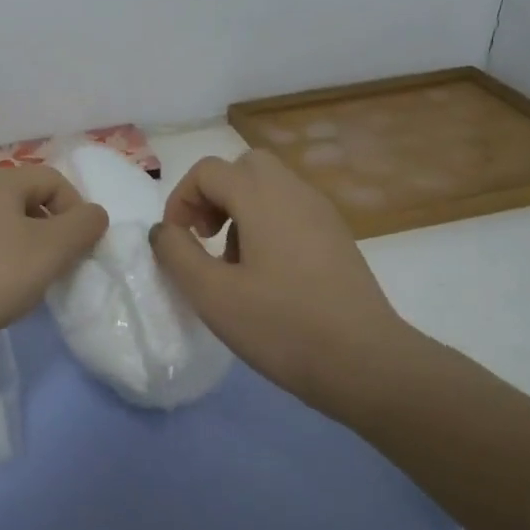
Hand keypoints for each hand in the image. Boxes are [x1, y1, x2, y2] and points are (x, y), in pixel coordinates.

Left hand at [0, 165, 108, 347]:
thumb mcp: (53, 247)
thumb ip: (84, 226)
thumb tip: (94, 215)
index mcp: (0, 179)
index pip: (54, 180)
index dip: (77, 211)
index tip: (80, 248)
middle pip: (30, 203)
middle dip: (53, 233)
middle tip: (59, 266)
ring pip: (8, 229)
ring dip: (29, 252)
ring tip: (31, 284)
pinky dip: (2, 267)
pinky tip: (1, 294)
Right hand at [151, 149, 425, 410]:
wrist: (365, 361)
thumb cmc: (282, 326)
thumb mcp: (213, 295)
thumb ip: (177, 254)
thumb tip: (163, 230)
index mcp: (262, 198)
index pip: (208, 171)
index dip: (181, 200)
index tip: (176, 243)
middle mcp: (294, 193)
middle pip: (244, 168)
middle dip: (214, 195)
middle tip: (205, 239)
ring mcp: (322, 214)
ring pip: (269, 188)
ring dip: (240, 211)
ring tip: (233, 264)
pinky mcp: (337, 237)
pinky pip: (292, 211)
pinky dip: (267, 225)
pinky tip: (267, 276)